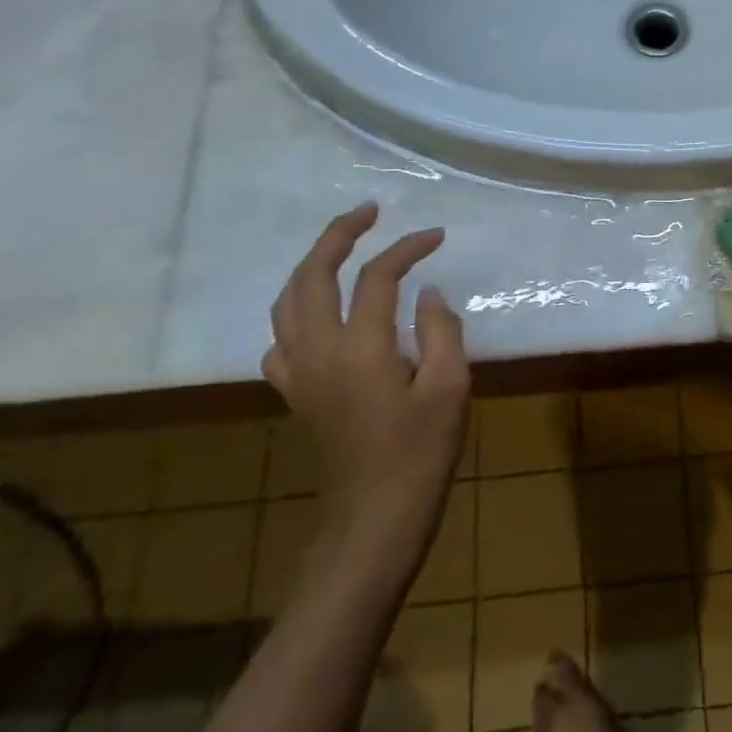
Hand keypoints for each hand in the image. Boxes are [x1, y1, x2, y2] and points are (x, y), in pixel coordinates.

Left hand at [263, 203, 469, 560]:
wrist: (374, 519)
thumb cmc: (420, 454)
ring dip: (311, 265)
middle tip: (367, 212)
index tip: (437, 236)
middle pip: (312, 275)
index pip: (378, 277)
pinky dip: (296, 311)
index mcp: (360, 348)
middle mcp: (319, 351)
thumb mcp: (450, 387)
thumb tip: (428, 293)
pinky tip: (318, 313)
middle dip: (338, 235)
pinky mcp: (295, 394)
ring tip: (340, 248)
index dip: (408, 248)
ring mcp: (300, 374)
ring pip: (287, 302)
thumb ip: (441, 330)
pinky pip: (281, 339)